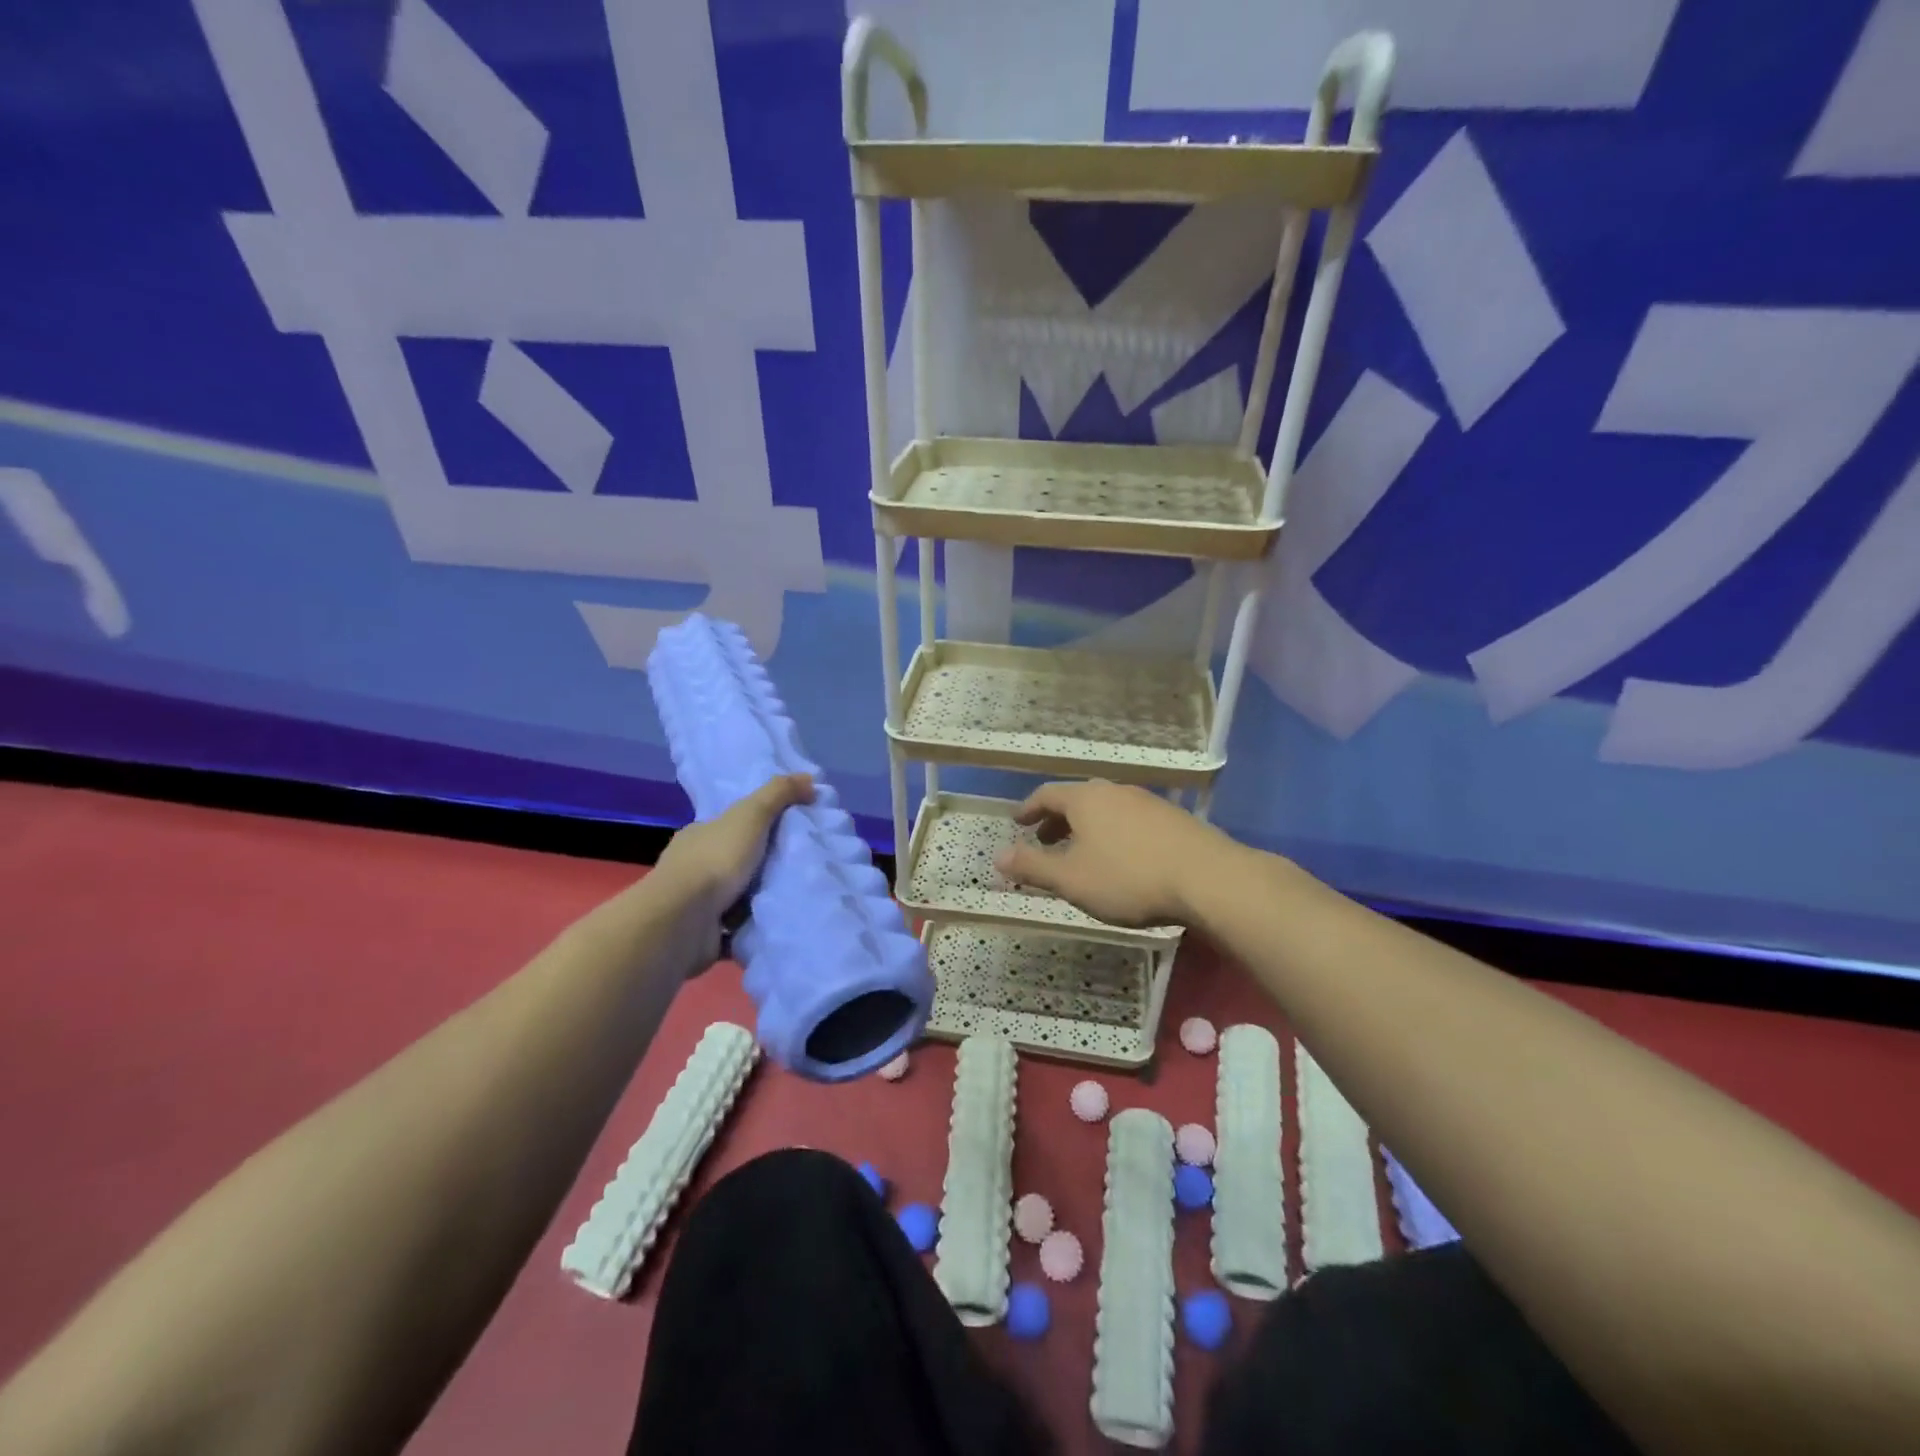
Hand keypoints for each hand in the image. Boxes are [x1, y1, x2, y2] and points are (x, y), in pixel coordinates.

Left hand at [653, 773, 814, 937]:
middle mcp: (692, 867)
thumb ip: (778, 794)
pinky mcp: (703, 935)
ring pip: (734, 897)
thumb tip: (809, 777)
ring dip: (758, 899)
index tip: (787, 834)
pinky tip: (778, 924)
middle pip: (733, 862)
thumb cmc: (716, 860)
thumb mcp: (751, 815)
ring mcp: (695, 904)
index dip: (755, 827)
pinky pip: (734, 929)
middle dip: (760, 866)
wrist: (684, 921)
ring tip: (796, 896)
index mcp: (698, 836)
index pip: (728, 826)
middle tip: (799, 867)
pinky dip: (752, 928)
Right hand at [993, 780, 1235, 928]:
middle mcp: (1114, 791)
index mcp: (1085, 799)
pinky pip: (1129, 820)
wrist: (1207, 878)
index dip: (1028, 809)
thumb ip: (1032, 867)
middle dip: (1056, 820)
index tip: (1017, 822)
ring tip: (1081, 853)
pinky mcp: (1172, 818)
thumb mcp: (1071, 880)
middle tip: (1043, 840)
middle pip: (1077, 800)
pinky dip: (1112, 834)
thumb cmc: (1128, 878)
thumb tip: (998, 856)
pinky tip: (1120, 858)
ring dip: (1086, 828)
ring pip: (1105, 810)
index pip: (1047, 794)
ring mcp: (1147, 802)